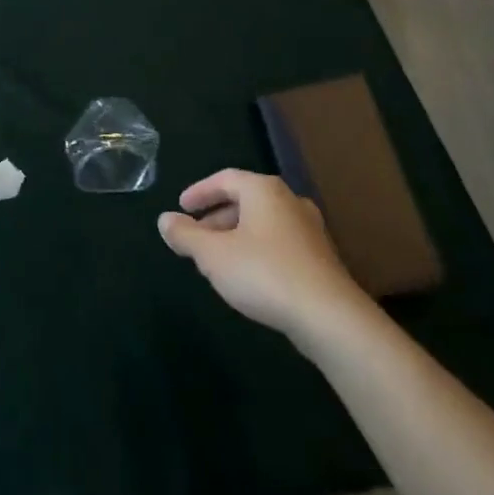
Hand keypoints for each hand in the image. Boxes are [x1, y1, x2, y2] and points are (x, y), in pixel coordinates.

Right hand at [157, 170, 370, 347]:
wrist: (328, 315)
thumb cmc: (264, 273)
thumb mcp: (213, 256)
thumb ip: (186, 236)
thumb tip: (165, 220)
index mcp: (264, 190)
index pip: (225, 179)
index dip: (200, 192)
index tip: (181, 207)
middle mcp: (289, 200)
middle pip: (245, 199)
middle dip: (216, 217)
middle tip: (195, 236)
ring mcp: (309, 228)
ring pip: (262, 222)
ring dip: (236, 235)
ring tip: (217, 258)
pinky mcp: (319, 256)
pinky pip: (278, 242)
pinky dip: (256, 249)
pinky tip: (247, 274)